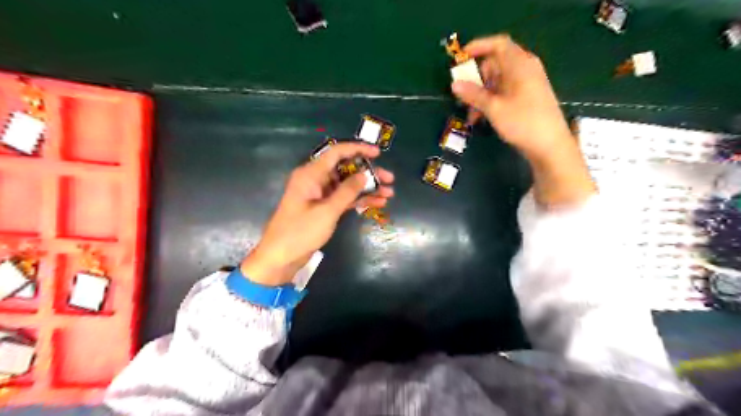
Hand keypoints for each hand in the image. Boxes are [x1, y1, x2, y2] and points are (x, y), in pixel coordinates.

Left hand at [242, 143, 392, 286]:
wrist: (281, 257)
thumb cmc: (300, 232)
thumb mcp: (327, 211)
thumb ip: (347, 191)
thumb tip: (365, 174)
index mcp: (311, 174)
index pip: (336, 153)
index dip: (358, 149)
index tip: (378, 153)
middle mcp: (315, 180)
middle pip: (345, 169)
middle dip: (368, 173)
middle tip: (390, 179)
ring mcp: (320, 194)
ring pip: (347, 185)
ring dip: (367, 188)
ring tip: (389, 194)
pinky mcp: (323, 208)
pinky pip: (344, 198)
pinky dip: (359, 200)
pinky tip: (378, 203)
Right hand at [452, 32, 571, 162]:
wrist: (550, 146)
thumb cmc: (523, 123)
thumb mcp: (494, 109)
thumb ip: (473, 94)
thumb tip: (454, 84)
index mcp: (520, 65)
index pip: (498, 44)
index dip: (479, 46)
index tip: (461, 57)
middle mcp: (524, 69)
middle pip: (495, 64)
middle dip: (476, 79)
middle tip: (463, 95)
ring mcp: (527, 84)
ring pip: (497, 81)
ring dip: (481, 94)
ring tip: (471, 115)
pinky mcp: (527, 97)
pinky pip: (504, 92)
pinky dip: (491, 101)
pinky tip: (482, 118)